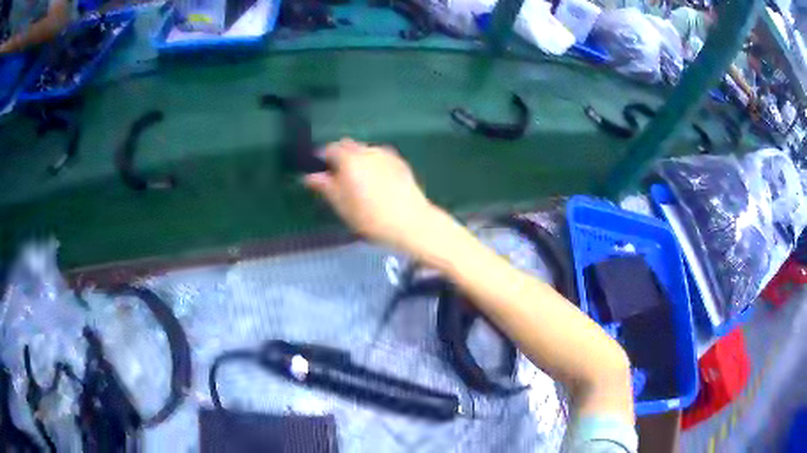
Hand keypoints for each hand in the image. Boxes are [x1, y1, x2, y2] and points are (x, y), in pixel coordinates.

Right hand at [304, 139, 445, 254]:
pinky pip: (380, 156)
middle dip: (339, 155)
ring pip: (364, 150)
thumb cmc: (370, 217)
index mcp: (349, 159)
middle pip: (348, 145)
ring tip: (359, 180)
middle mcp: (367, 150)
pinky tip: (377, 181)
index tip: (319, 171)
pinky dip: (373, 163)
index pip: (329, 149)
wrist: (411, 221)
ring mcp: (386, 154)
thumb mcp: (341, 205)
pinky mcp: (400, 162)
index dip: (321, 158)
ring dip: (357, 158)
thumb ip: (324, 186)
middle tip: (337, 176)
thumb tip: (309, 176)